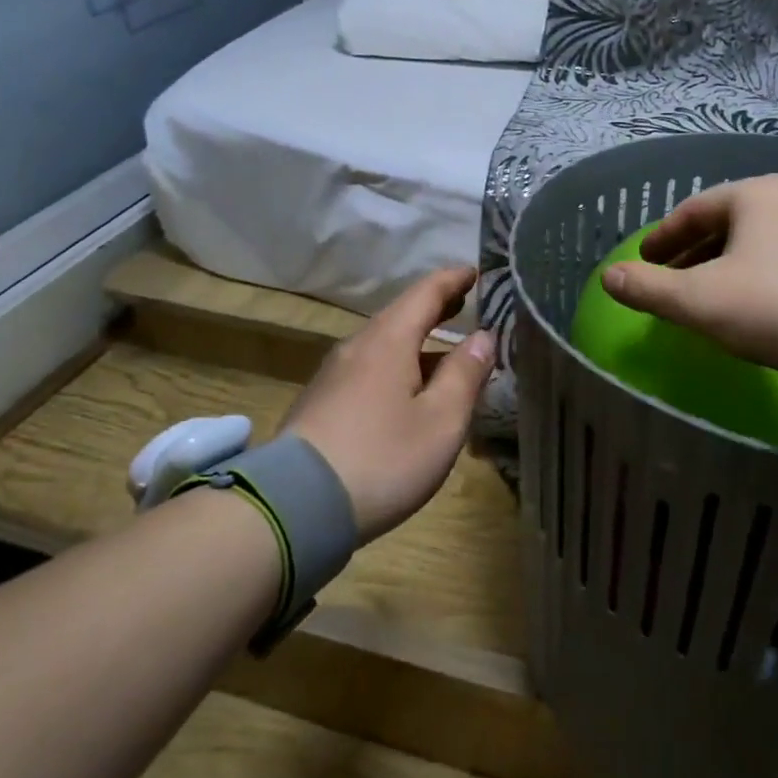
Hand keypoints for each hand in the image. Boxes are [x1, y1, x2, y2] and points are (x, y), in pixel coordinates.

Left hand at [282, 267, 496, 544]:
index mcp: (389, 341)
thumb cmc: (382, 459)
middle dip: (434, 307)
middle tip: (462, 302)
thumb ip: (465, 375)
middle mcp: (357, 347)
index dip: (452, 280)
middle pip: (400, 316)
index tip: (474, 271)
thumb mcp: (441, 422)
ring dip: (415, 341)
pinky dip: (396, 366)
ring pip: (382, 345)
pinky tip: (405, 390)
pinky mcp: (320, 403)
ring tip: (442, 351)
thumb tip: (483, 336)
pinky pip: (367, 369)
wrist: (294, 506)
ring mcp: (333, 375)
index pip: (425, 293)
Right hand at [602, 174, 777, 380]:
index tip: (642, 262)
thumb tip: (608, 278)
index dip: (660, 238)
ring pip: (752, 242)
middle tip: (667, 280)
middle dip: (690, 253)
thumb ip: (648, 288)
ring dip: (719, 266)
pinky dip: (751, 274)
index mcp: (753, 194)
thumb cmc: (771, 306)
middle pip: (723, 224)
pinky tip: (745, 303)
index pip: (691, 211)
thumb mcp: (698, 300)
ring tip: (701, 295)